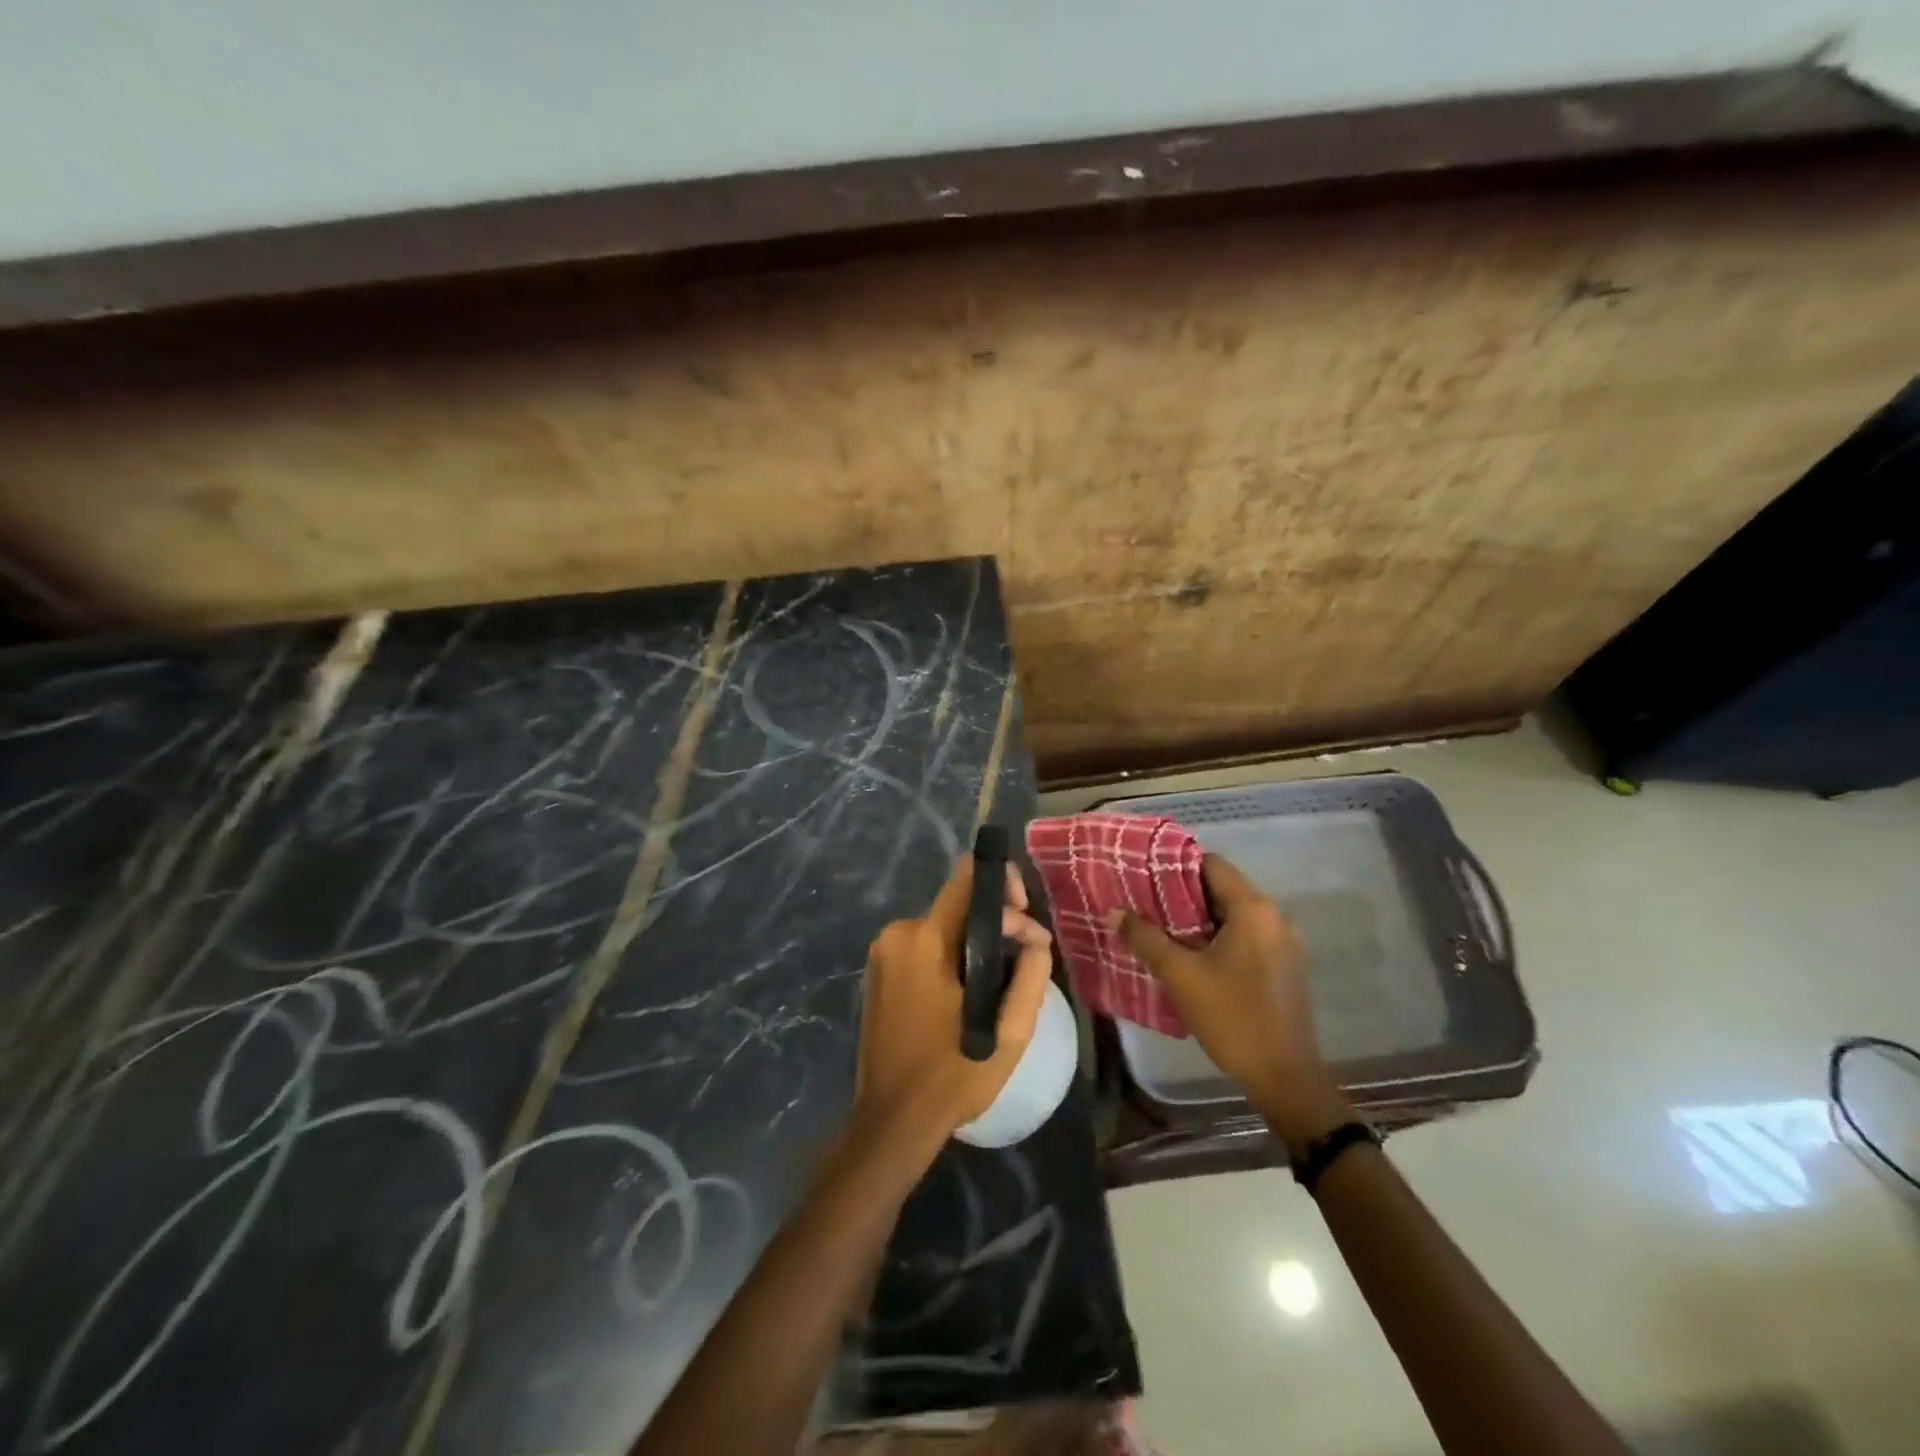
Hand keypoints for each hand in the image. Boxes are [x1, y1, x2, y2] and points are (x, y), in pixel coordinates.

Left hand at [854, 858, 1053, 1151]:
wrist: (892, 1120)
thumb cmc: (954, 1075)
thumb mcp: (1009, 1031)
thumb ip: (1029, 974)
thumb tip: (1035, 939)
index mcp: (924, 940)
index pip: (966, 878)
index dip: (1003, 883)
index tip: (1026, 917)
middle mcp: (897, 934)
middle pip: (956, 904)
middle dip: (995, 920)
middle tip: (1026, 954)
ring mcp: (882, 953)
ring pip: (942, 927)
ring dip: (974, 942)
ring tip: (1003, 976)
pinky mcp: (878, 972)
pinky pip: (924, 947)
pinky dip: (951, 956)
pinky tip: (970, 988)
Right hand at [1108, 854, 1351, 1152]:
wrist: (1284, 1077)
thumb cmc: (1232, 1017)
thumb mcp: (1180, 976)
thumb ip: (1145, 938)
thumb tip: (1113, 912)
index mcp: (1254, 909)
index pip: (1211, 864)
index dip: (1175, 865)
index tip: (1145, 876)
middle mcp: (1274, 916)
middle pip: (1222, 887)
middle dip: (1182, 893)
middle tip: (1145, 902)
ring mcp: (1283, 941)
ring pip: (1233, 913)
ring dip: (1199, 917)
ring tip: (1161, 927)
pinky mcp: (1283, 964)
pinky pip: (1245, 934)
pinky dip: (1218, 935)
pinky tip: (1191, 954)